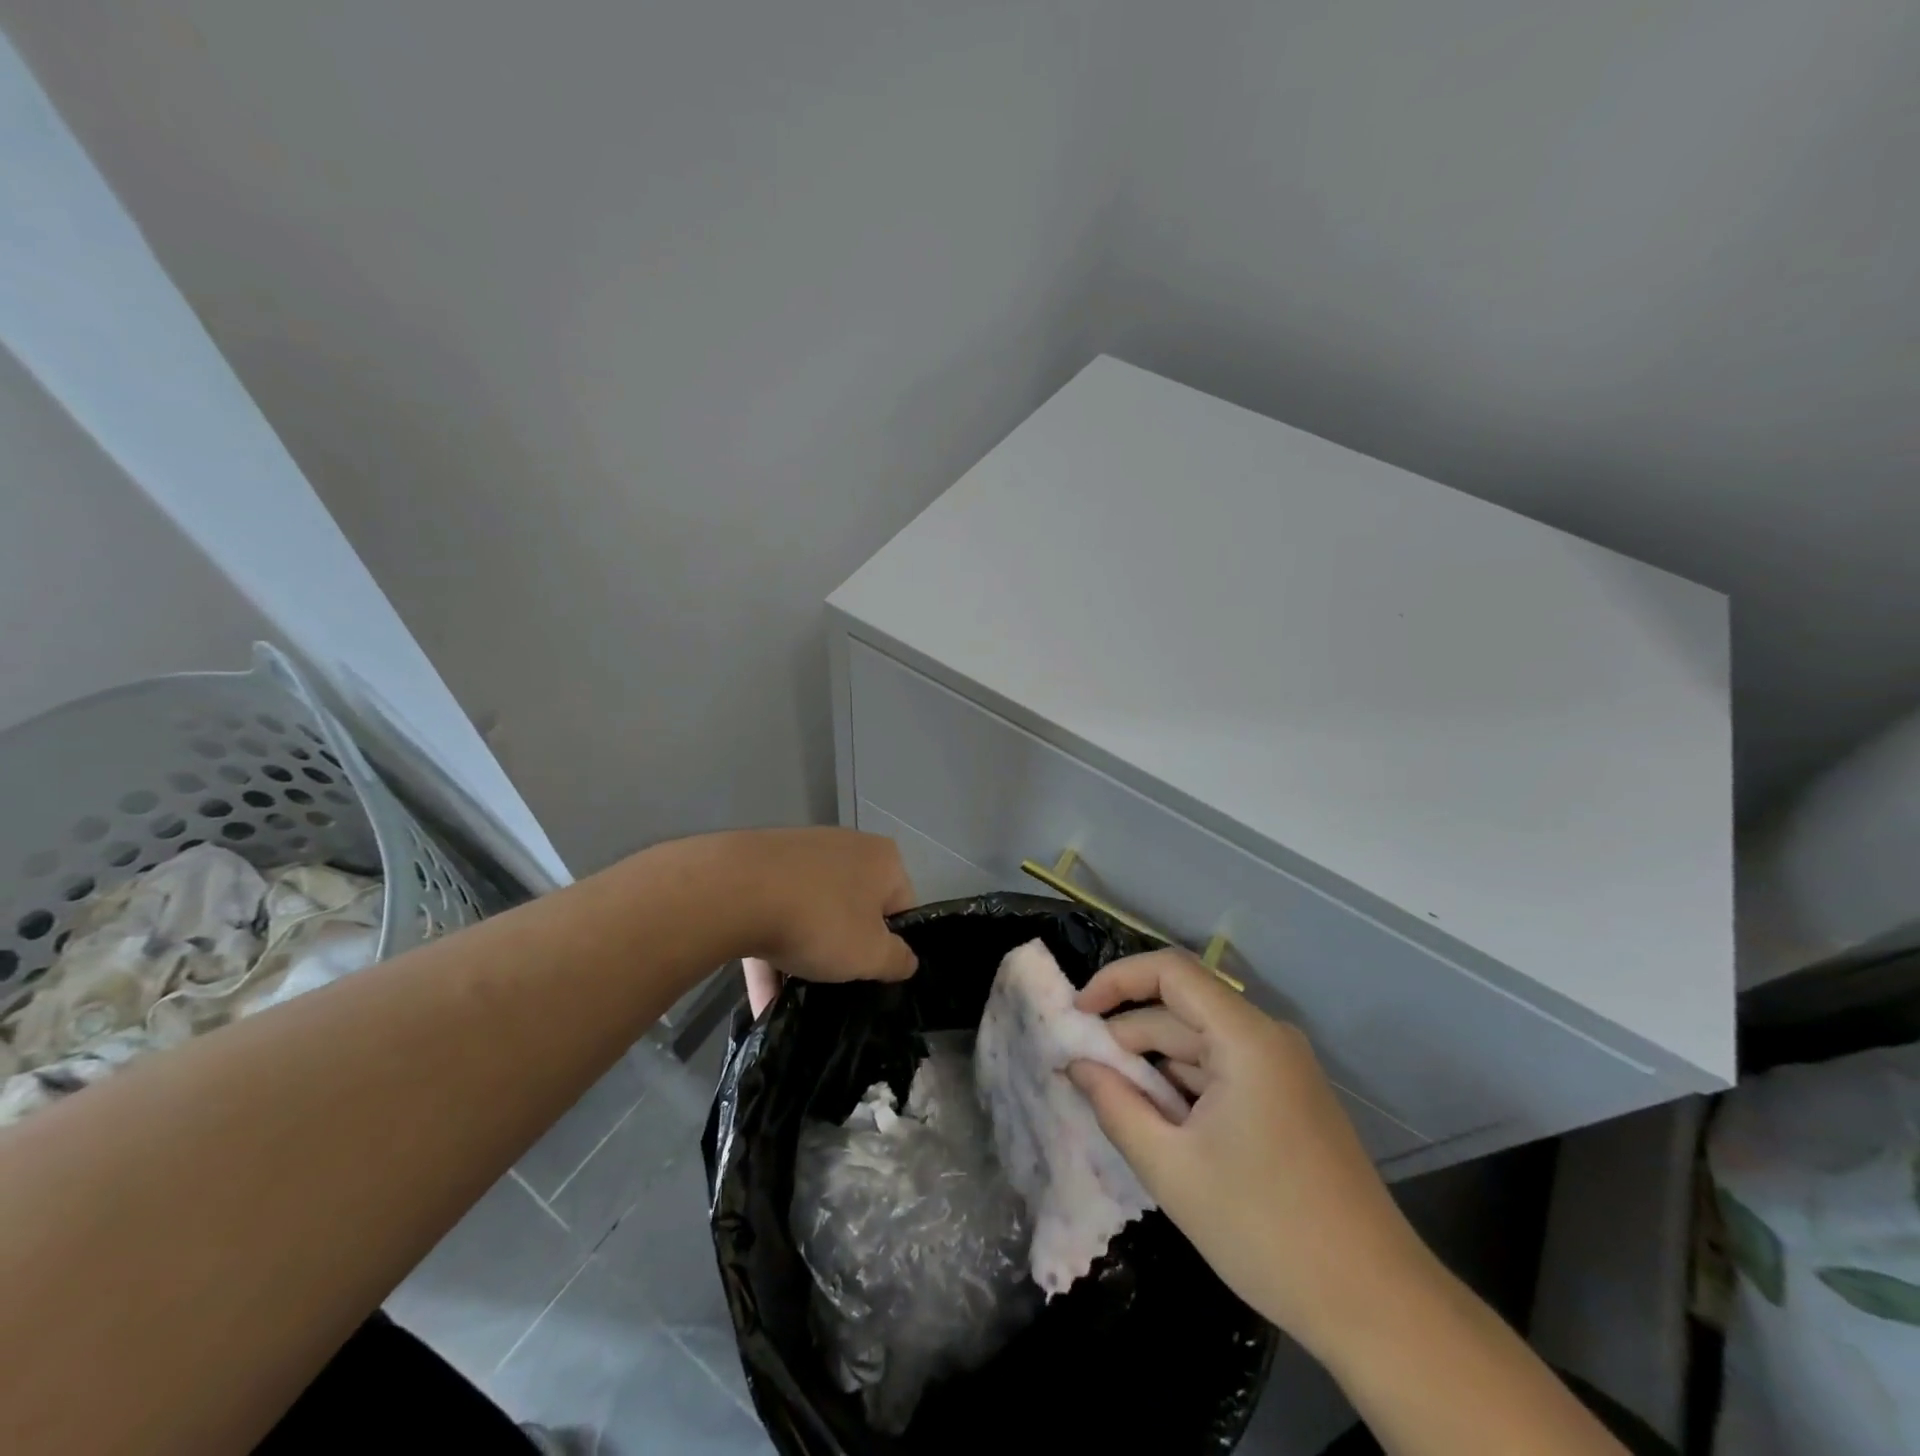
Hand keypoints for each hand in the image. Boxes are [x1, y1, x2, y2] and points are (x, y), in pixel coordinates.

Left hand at [719, 829, 917, 1002]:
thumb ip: (898, 960)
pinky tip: (761, 999)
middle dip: (843, 949)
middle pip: (853, 909)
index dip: (891, 946)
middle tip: (835, 984)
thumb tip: (906, 960)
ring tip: (791, 1001)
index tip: (873, 975)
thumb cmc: (820, 920)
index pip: (901, 908)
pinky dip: (770, 954)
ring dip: (802, 958)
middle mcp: (846, 847)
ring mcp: (799, 854)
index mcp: (883, 860)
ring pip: (810, 915)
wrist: (734, 890)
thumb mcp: (870, 955)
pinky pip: (773, 916)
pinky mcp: (758, 867)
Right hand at [1068, 949, 1429, 1356]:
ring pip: (1199, 1044)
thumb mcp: (1172, 1169)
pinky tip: (1159, 1124)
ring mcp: (1282, 1069)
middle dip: (1127, 1036)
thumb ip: (1115, 1105)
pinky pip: (1222, 1071)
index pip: (1170, 971)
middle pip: (1181, 1011)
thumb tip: (1075, 1064)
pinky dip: (1184, 1086)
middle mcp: (1267, 1038)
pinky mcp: (1288, 1098)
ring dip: (1153, 1066)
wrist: (1377, 1306)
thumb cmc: (1267, 1231)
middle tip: (1081, 1073)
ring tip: (1113, 1104)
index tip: (1076, 1014)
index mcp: (1246, 1038)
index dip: (1116, 980)